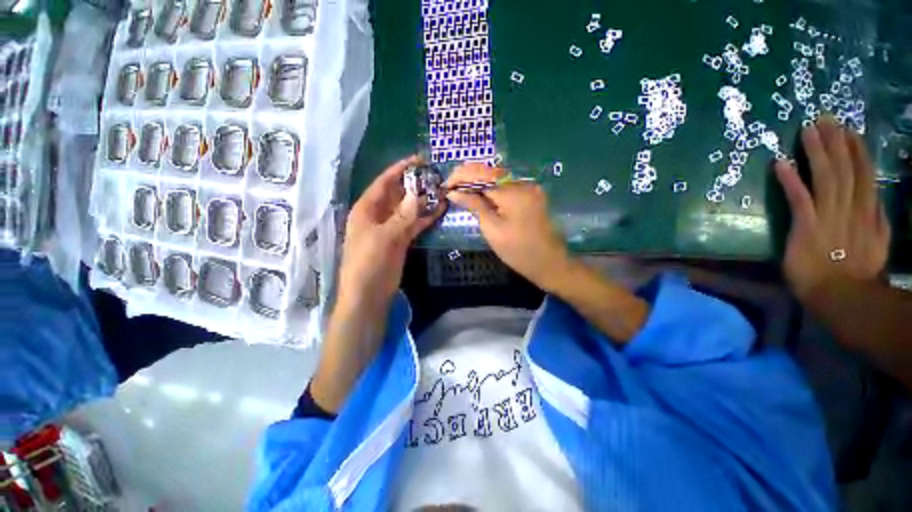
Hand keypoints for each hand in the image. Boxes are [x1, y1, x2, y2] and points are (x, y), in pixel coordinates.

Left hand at [338, 155, 444, 311]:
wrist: (369, 294)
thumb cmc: (369, 263)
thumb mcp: (385, 237)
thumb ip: (402, 216)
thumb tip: (416, 194)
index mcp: (367, 209)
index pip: (384, 182)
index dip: (400, 169)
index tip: (419, 160)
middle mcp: (378, 215)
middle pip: (398, 194)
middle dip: (415, 185)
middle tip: (435, 176)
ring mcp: (391, 228)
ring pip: (408, 209)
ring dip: (423, 201)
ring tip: (441, 191)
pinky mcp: (401, 241)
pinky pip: (414, 225)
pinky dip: (426, 218)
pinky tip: (440, 210)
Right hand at [445, 163, 571, 290]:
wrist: (548, 262)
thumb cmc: (517, 250)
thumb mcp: (491, 229)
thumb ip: (474, 205)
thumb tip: (453, 192)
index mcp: (512, 192)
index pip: (480, 174)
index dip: (460, 176)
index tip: (445, 187)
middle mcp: (522, 183)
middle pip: (489, 172)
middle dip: (468, 177)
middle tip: (451, 189)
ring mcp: (529, 187)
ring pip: (497, 178)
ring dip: (478, 183)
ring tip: (461, 192)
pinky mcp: (531, 195)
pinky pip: (506, 187)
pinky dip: (490, 189)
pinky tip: (479, 196)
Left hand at [775, 116, 890, 301]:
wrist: (840, 296)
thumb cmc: (856, 273)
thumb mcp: (879, 244)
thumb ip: (878, 222)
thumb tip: (877, 200)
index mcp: (867, 212)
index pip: (863, 175)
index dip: (856, 151)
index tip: (849, 131)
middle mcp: (850, 208)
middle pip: (844, 169)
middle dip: (836, 142)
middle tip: (825, 118)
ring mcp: (828, 216)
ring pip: (825, 177)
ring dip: (816, 153)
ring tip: (808, 130)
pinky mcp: (806, 227)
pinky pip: (799, 198)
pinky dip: (791, 180)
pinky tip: (781, 163)